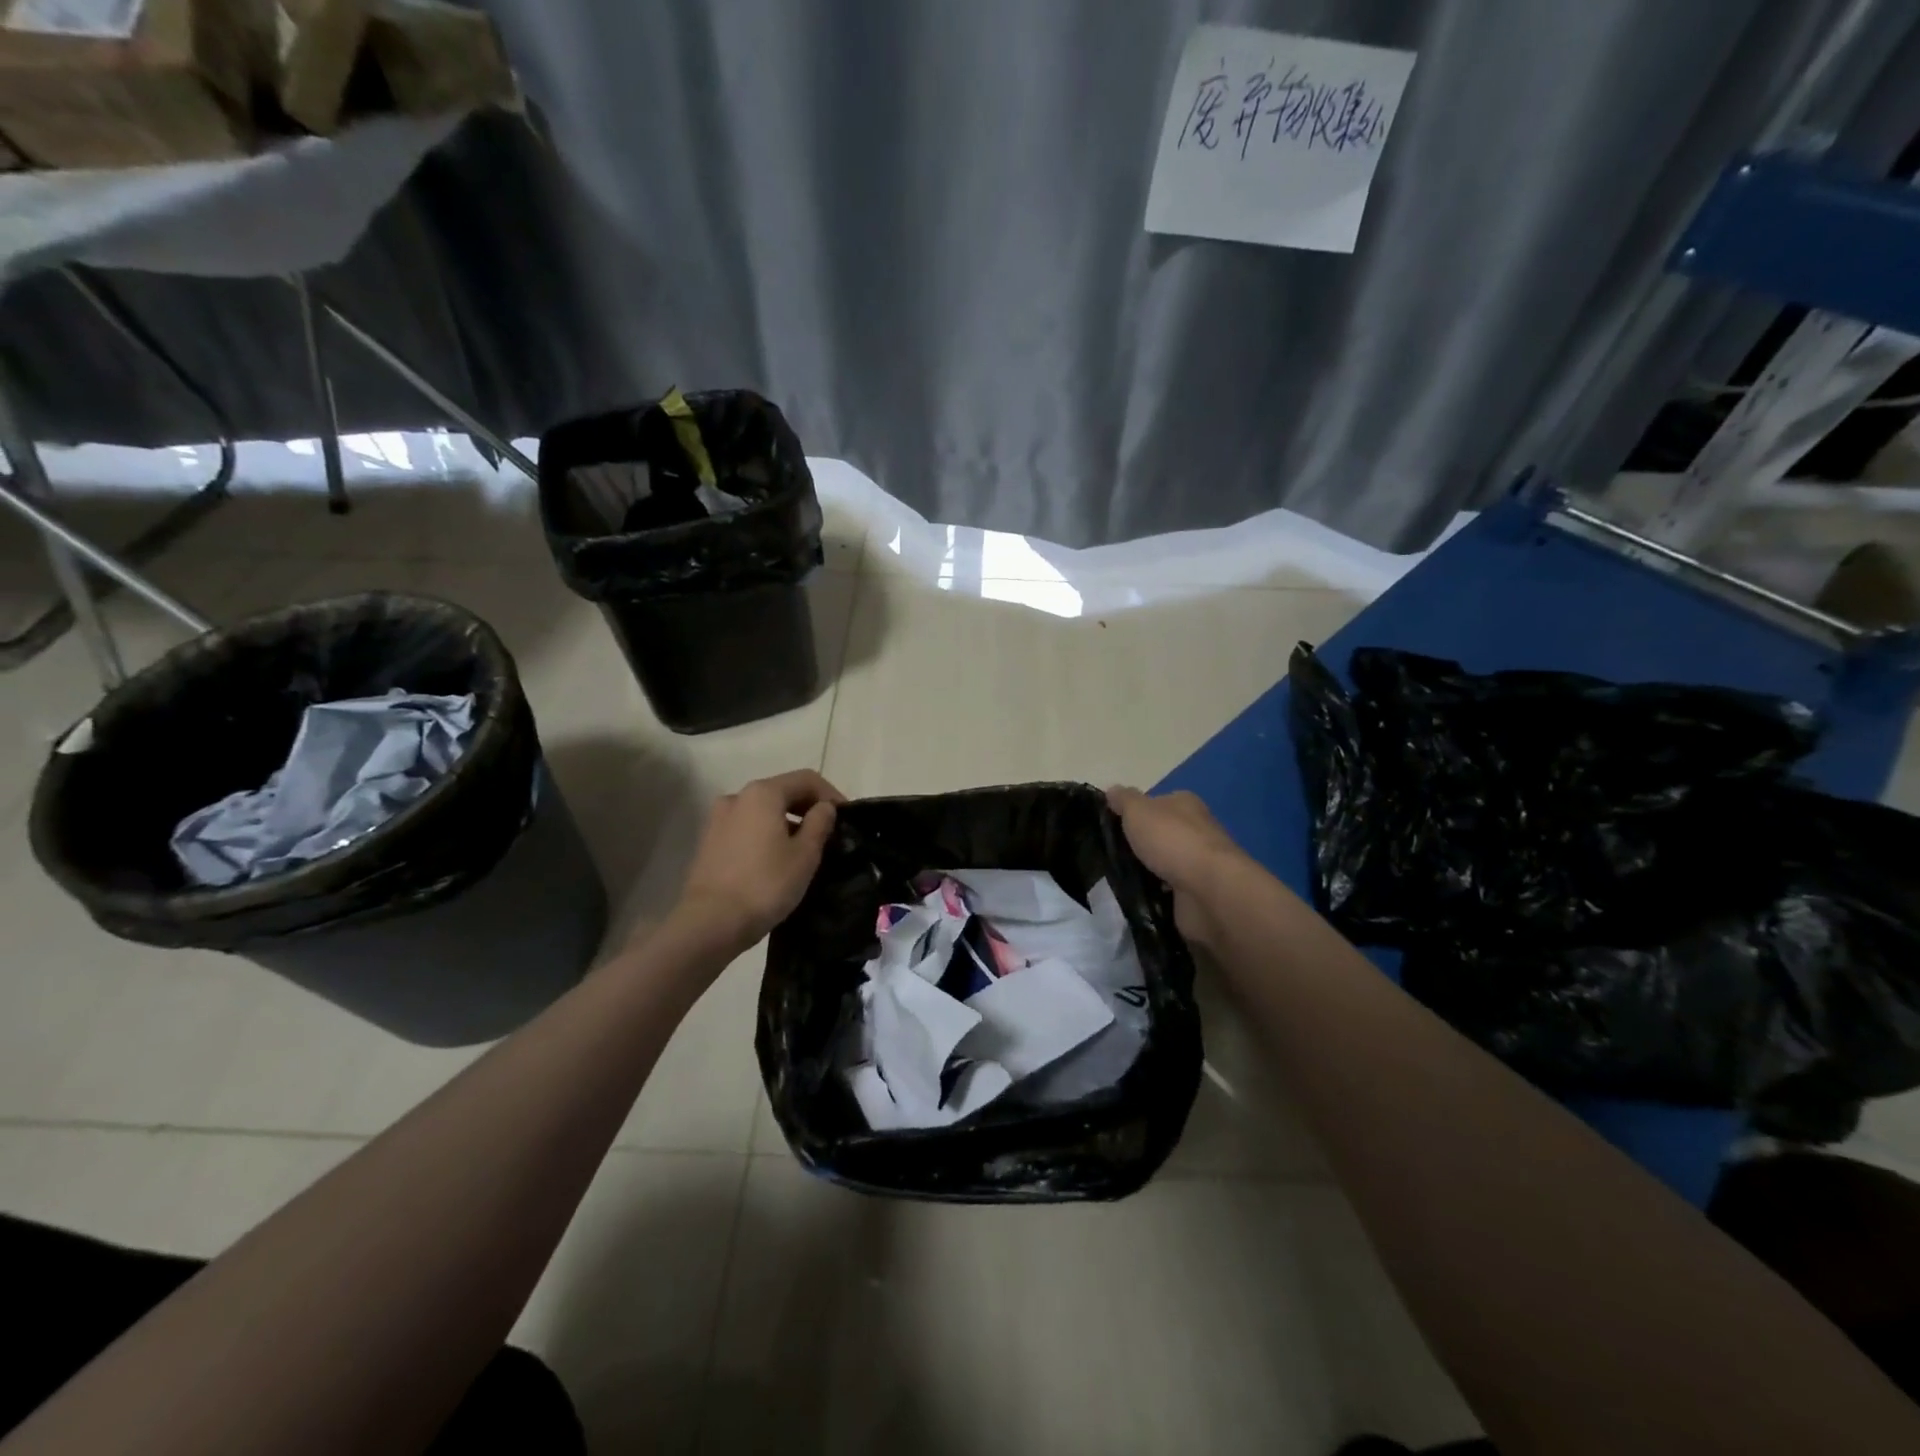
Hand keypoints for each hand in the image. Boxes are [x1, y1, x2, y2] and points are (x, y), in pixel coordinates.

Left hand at [670, 770, 846, 957]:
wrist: (710, 923)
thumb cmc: (765, 884)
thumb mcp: (805, 854)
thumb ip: (820, 823)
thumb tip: (824, 808)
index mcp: (763, 793)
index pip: (807, 779)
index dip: (832, 795)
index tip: (847, 818)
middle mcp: (737, 797)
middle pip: (782, 791)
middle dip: (808, 808)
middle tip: (830, 834)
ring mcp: (718, 819)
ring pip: (763, 811)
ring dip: (787, 822)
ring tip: (805, 849)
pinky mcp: (709, 842)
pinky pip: (747, 828)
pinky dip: (766, 834)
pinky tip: (777, 859)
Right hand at [1107, 786, 1245, 950]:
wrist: (1209, 890)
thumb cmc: (1172, 841)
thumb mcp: (1138, 811)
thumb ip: (1123, 800)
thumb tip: (1112, 789)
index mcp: (1185, 804)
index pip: (1156, 803)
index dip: (1134, 813)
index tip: (1111, 827)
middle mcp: (1196, 830)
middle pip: (1160, 834)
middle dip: (1139, 845)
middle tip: (1110, 855)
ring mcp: (1198, 863)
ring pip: (1164, 863)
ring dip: (1146, 871)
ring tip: (1117, 879)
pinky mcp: (1198, 892)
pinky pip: (1168, 891)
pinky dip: (1155, 893)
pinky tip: (1136, 897)